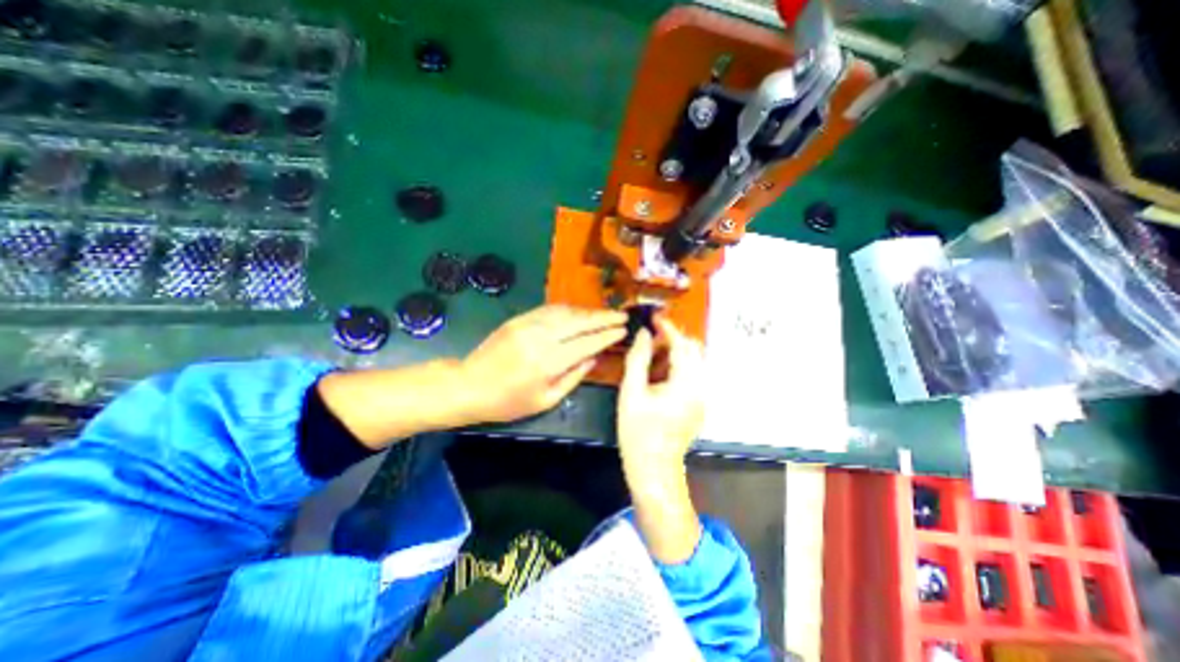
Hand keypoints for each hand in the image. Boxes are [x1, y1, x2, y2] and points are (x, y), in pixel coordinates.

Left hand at [459, 304, 625, 422]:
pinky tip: (580, 313)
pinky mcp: (520, 318)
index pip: (587, 342)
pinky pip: (550, 309)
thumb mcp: (546, 400)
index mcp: (548, 362)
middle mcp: (540, 337)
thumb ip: (574, 377)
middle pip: (580, 321)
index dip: (607, 335)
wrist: (469, 385)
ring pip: (567, 311)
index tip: (623, 330)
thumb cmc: (508, 402)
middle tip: (622, 315)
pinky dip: (570, 309)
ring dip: (588, 311)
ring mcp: (528, 324)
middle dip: (604, 317)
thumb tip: (594, 357)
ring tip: (605, 314)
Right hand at [617, 317, 708, 482]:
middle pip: (693, 351)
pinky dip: (676, 367)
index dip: (668, 328)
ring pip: (693, 362)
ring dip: (673, 353)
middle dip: (672, 340)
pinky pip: (691, 376)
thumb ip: (638, 359)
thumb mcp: (631, 392)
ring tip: (650, 357)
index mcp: (686, 383)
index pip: (682, 345)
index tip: (654, 317)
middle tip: (648, 340)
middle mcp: (701, 387)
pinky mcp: (698, 404)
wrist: (654, 468)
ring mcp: (702, 397)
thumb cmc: (638, 432)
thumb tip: (644, 334)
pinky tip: (657, 376)